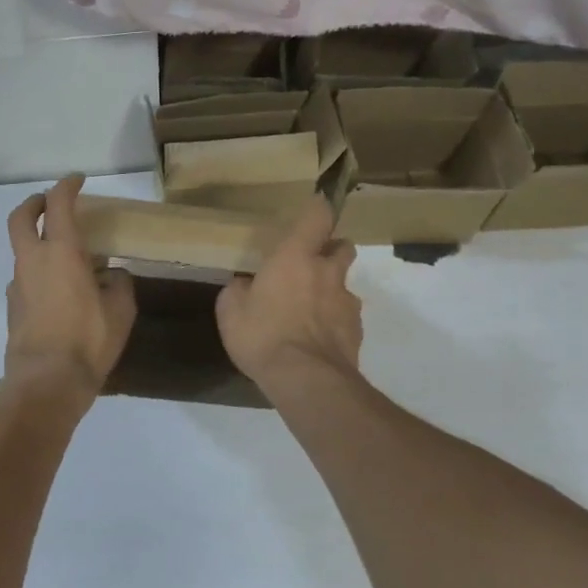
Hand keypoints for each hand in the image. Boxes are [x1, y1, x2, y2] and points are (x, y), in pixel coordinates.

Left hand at [4, 175, 135, 394]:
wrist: (45, 382)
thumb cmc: (88, 340)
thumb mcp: (120, 310)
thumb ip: (118, 284)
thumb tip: (113, 275)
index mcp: (61, 252)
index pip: (58, 204)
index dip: (67, 186)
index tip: (78, 180)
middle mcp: (33, 261)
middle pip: (21, 218)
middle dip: (34, 203)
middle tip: (50, 203)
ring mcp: (17, 285)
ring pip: (22, 251)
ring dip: (38, 243)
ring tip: (67, 258)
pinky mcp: (12, 308)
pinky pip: (25, 279)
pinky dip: (39, 274)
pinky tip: (58, 293)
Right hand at [216, 195, 361, 382]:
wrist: (307, 381)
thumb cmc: (263, 335)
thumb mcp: (230, 311)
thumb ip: (237, 291)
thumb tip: (243, 285)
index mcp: (295, 257)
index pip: (317, 217)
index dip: (318, 209)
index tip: (315, 206)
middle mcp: (327, 272)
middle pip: (343, 247)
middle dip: (332, 249)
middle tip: (311, 263)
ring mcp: (347, 303)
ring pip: (344, 286)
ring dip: (331, 291)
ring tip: (310, 312)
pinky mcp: (357, 333)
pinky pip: (346, 319)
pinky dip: (335, 323)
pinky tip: (317, 340)